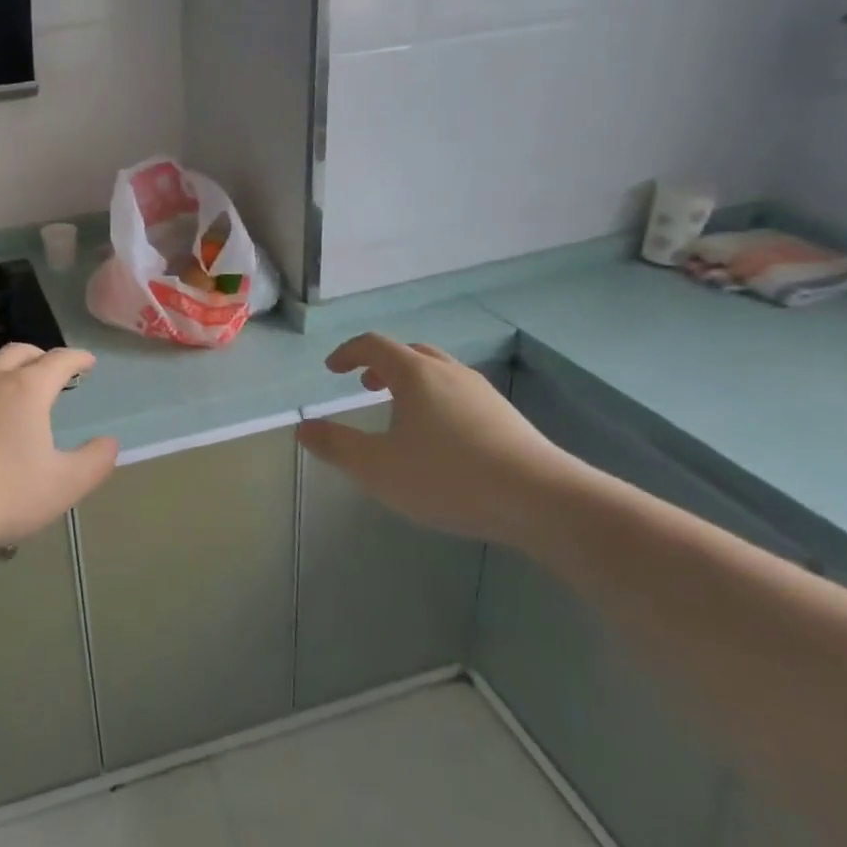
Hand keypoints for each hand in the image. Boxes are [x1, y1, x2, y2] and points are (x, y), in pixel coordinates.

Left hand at [0, 344, 118, 550]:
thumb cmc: (3, 495)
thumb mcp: (63, 486)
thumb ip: (94, 462)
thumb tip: (110, 443)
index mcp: (26, 389)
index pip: (59, 360)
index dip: (77, 358)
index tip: (87, 362)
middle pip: (18, 352)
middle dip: (39, 356)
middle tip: (49, 370)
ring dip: (0, 366)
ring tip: (6, 382)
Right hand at [297, 335, 574, 547]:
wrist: (543, 500)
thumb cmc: (449, 478)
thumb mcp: (378, 468)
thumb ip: (336, 446)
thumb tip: (303, 428)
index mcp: (415, 374)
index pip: (374, 345)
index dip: (348, 353)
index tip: (332, 370)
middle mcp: (449, 373)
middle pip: (410, 353)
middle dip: (382, 365)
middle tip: (365, 386)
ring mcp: (483, 393)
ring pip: (439, 372)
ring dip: (412, 382)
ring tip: (400, 413)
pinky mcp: (506, 418)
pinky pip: (460, 394)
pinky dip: (437, 400)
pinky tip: (440, 439)